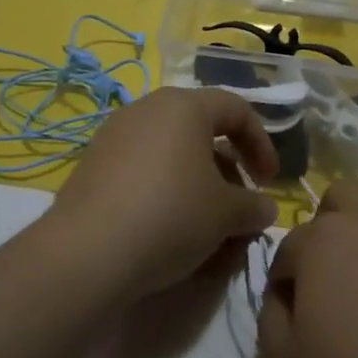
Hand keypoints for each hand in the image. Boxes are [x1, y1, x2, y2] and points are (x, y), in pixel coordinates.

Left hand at [45, 87, 279, 301]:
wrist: (87, 252)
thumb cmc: (170, 216)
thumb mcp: (225, 215)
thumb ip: (253, 206)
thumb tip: (265, 208)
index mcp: (184, 105)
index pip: (236, 109)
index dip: (261, 143)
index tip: (270, 182)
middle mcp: (148, 108)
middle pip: (200, 128)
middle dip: (227, 167)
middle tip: (238, 205)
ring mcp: (115, 134)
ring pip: (170, 150)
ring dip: (196, 181)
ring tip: (205, 223)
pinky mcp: (93, 163)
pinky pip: (142, 167)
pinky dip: (164, 189)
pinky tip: (167, 228)